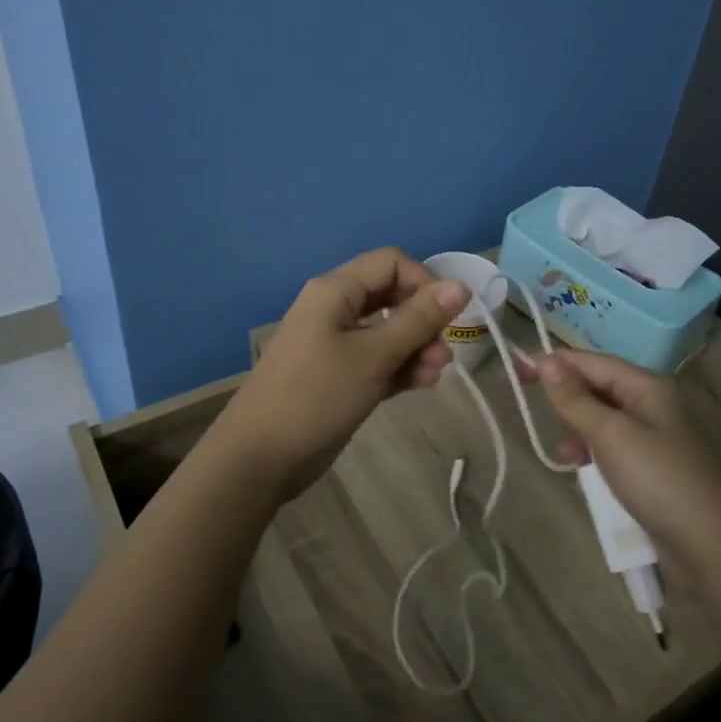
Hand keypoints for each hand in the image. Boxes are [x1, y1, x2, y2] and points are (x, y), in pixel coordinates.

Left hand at [211, 247, 468, 499]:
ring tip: (434, 374)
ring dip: (416, 347)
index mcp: (336, 290)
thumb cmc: (316, 396)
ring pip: (387, 331)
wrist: (260, 458)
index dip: (424, 282)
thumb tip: (460, 285)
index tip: (446, 316)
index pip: (391, 263)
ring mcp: (335, 344)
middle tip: (443, 352)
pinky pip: (377, 359)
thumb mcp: (373, 355)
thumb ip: (418, 320)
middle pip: (391, 296)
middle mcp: (335, 309)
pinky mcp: (339, 376)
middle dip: (423, 319)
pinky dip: (400, 367)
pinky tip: (422, 384)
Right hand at [526, 350, 720, 566]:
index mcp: (646, 385)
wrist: (709, 547)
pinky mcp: (648, 466)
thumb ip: (575, 399)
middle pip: (595, 386)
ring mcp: (650, 436)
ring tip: (566, 455)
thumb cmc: (658, 480)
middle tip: (529, 407)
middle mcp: (649, 403)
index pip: (590, 361)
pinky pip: (608, 446)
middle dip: (564, 397)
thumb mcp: (611, 435)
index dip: (552, 363)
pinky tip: (581, 470)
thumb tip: (546, 361)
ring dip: (576, 429)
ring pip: (599, 418)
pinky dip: (591, 452)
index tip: (514, 370)